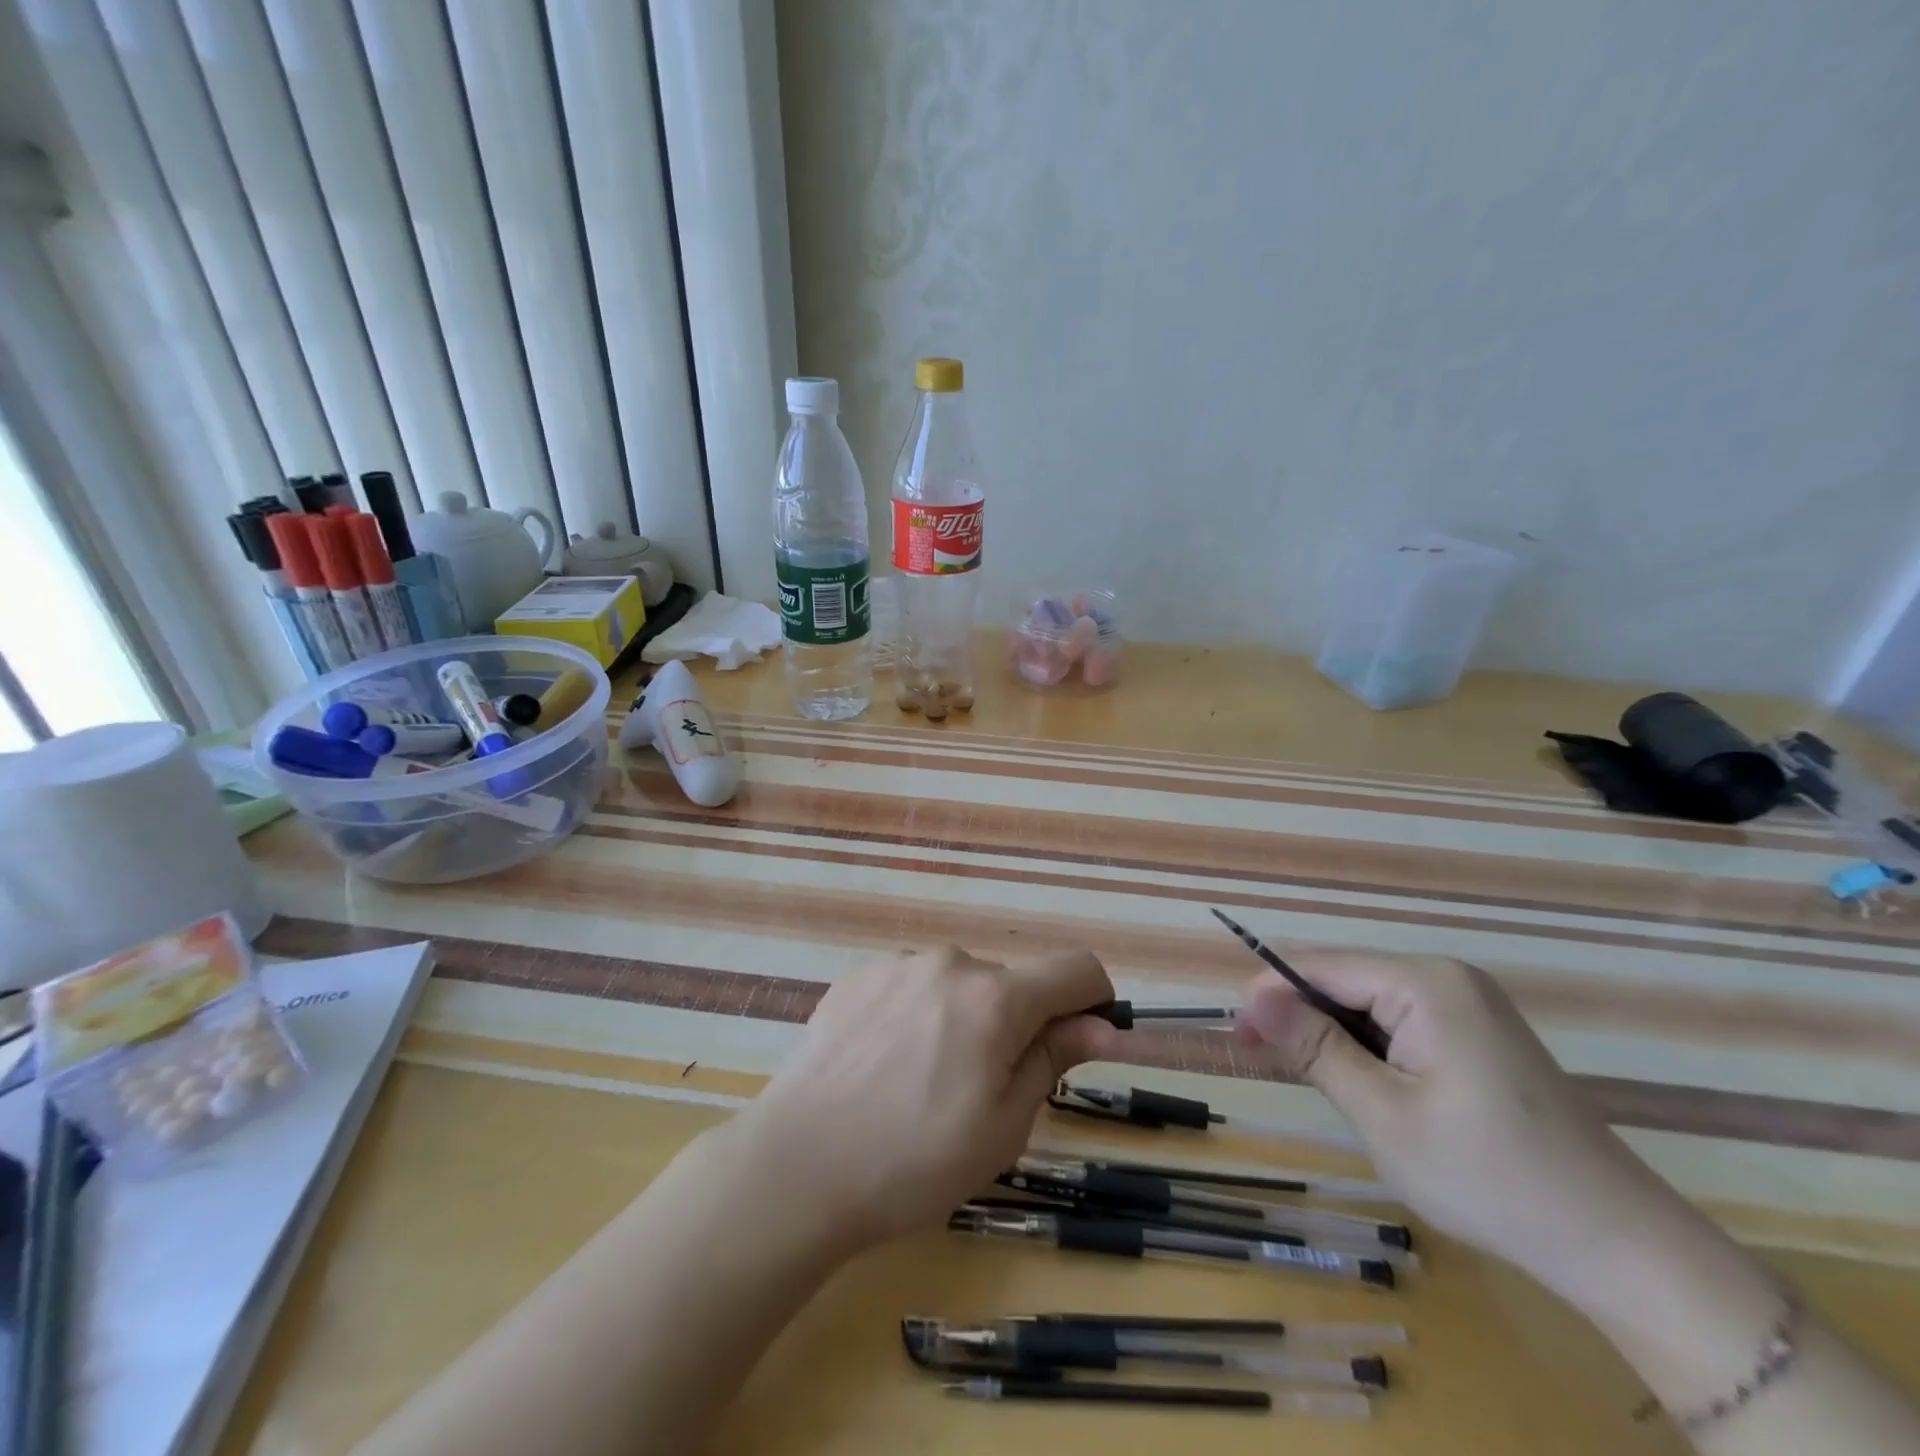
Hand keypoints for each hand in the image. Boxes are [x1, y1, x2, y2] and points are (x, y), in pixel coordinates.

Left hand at [735, 945, 1120, 1254]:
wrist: (797, 1166)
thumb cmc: (914, 1161)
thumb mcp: (1003, 1126)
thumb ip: (1053, 1059)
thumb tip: (1098, 1025)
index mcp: (995, 997)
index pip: (1075, 968)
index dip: (1093, 1000)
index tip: (1081, 1041)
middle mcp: (950, 963)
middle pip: (1010, 983)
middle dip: (1015, 1024)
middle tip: (981, 1089)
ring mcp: (898, 964)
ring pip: (958, 985)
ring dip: (963, 1019)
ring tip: (922, 1081)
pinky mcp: (858, 976)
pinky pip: (911, 986)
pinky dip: (918, 1015)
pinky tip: (884, 1066)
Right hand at [1236, 953, 1693, 1297]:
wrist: (1619, 1245)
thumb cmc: (1488, 1176)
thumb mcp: (1383, 1113)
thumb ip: (1315, 1048)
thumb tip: (1251, 998)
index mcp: (1426, 984)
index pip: (1323, 968)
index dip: (1272, 994)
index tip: (1236, 1032)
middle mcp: (1447, 978)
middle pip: (1346, 982)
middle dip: (1301, 1018)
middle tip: (1260, 1060)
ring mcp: (1468, 1005)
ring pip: (1370, 1005)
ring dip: (1333, 1037)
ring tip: (1305, 1078)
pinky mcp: (1478, 1035)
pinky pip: (1401, 1024)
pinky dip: (1369, 1050)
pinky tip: (1359, 1084)